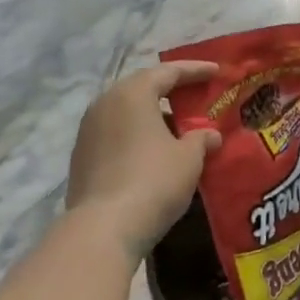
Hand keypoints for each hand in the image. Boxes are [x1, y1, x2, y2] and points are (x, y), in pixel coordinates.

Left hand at [65, 61, 221, 263]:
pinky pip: (116, 134)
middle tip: (197, 97)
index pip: (168, 72)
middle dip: (172, 92)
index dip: (195, 70)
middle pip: (143, 88)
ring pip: (127, 113)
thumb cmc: (153, 181)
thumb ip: (202, 139)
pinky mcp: (82, 157)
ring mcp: (88, 131)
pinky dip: (137, 136)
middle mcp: (105, 103)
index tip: (217, 72)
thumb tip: (209, 135)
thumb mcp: (189, 158)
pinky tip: (154, 153)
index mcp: (132, 93)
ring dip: (153, 116)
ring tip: (179, 129)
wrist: (103, 228)